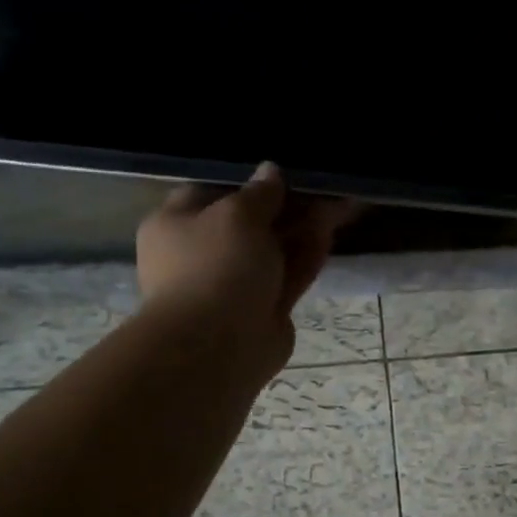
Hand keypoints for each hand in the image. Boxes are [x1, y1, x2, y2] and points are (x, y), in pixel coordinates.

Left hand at [136, 163, 354, 370]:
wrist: (219, 345)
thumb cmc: (215, 266)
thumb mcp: (237, 214)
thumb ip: (260, 192)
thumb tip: (271, 170)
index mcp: (176, 225)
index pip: (211, 192)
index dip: (248, 180)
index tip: (282, 171)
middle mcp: (202, 254)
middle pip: (249, 222)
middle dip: (286, 205)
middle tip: (322, 186)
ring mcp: (234, 285)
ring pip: (273, 249)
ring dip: (304, 228)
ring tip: (340, 203)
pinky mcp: (264, 309)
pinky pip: (287, 275)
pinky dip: (307, 255)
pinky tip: (331, 232)